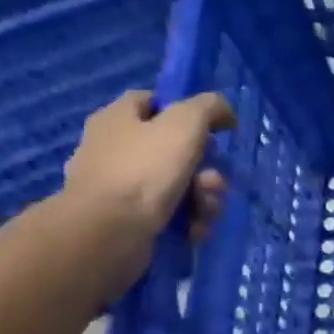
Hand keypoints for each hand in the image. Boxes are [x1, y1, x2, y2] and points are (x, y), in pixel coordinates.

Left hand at [60, 90, 235, 293]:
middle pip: (173, 149)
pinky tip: (195, 229)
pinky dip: (188, 220)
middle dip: (205, 167)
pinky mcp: (126, 220)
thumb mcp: (185, 123)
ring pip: (177, 184)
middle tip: (214, 180)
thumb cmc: (145, 169)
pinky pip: (168, 214)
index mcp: (117, 119)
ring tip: (206, 210)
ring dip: (203, 197)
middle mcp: (113, 149)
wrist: (109, 231)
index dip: (185, 110)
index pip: (152, 101)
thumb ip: (209, 107)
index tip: (213, 128)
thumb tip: (224, 111)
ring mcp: (118, 188)